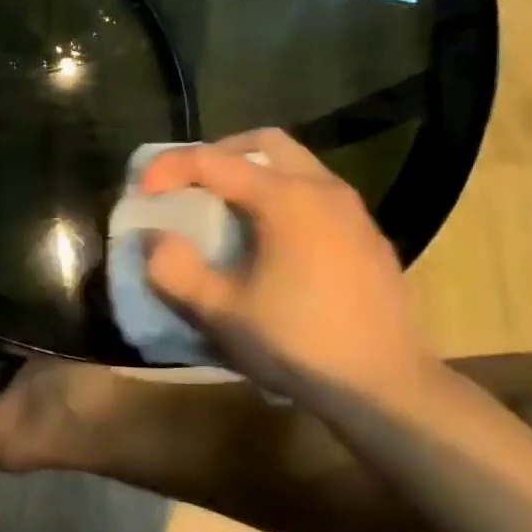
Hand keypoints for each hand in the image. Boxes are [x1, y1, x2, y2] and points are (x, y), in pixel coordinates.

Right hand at [142, 130, 432, 402]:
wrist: (388, 388)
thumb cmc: (301, 344)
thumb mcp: (224, 313)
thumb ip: (177, 270)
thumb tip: (155, 240)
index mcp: (287, 198)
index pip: (215, 161)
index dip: (171, 167)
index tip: (142, 190)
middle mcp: (324, 189)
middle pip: (264, 144)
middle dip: (218, 155)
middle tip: (190, 185)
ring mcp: (353, 212)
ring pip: (296, 165)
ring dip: (253, 175)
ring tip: (226, 211)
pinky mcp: (368, 237)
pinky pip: (317, 194)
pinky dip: (282, 198)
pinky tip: (272, 242)